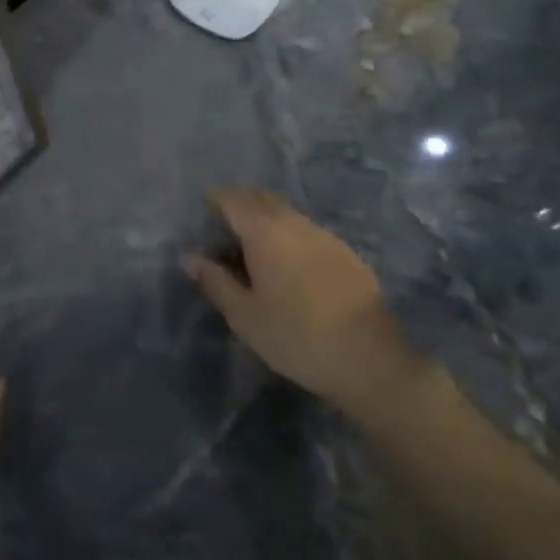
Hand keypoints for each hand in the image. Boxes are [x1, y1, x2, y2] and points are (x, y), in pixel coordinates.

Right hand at [183, 189, 427, 421]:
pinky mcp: (346, 253)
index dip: (214, 201)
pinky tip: (287, 267)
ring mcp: (325, 236)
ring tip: (252, 250)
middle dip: (239, 206)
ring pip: (287, 214)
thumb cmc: (296, 337)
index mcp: (265, 233)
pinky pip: (307, 231)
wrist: (371, 360)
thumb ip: (214, 281)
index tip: (201, 214)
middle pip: (262, 200)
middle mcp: (295, 224)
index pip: (233, 199)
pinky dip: (289, 235)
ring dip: (265, 220)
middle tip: (222, 231)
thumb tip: (189, 257)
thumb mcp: (244, 315)